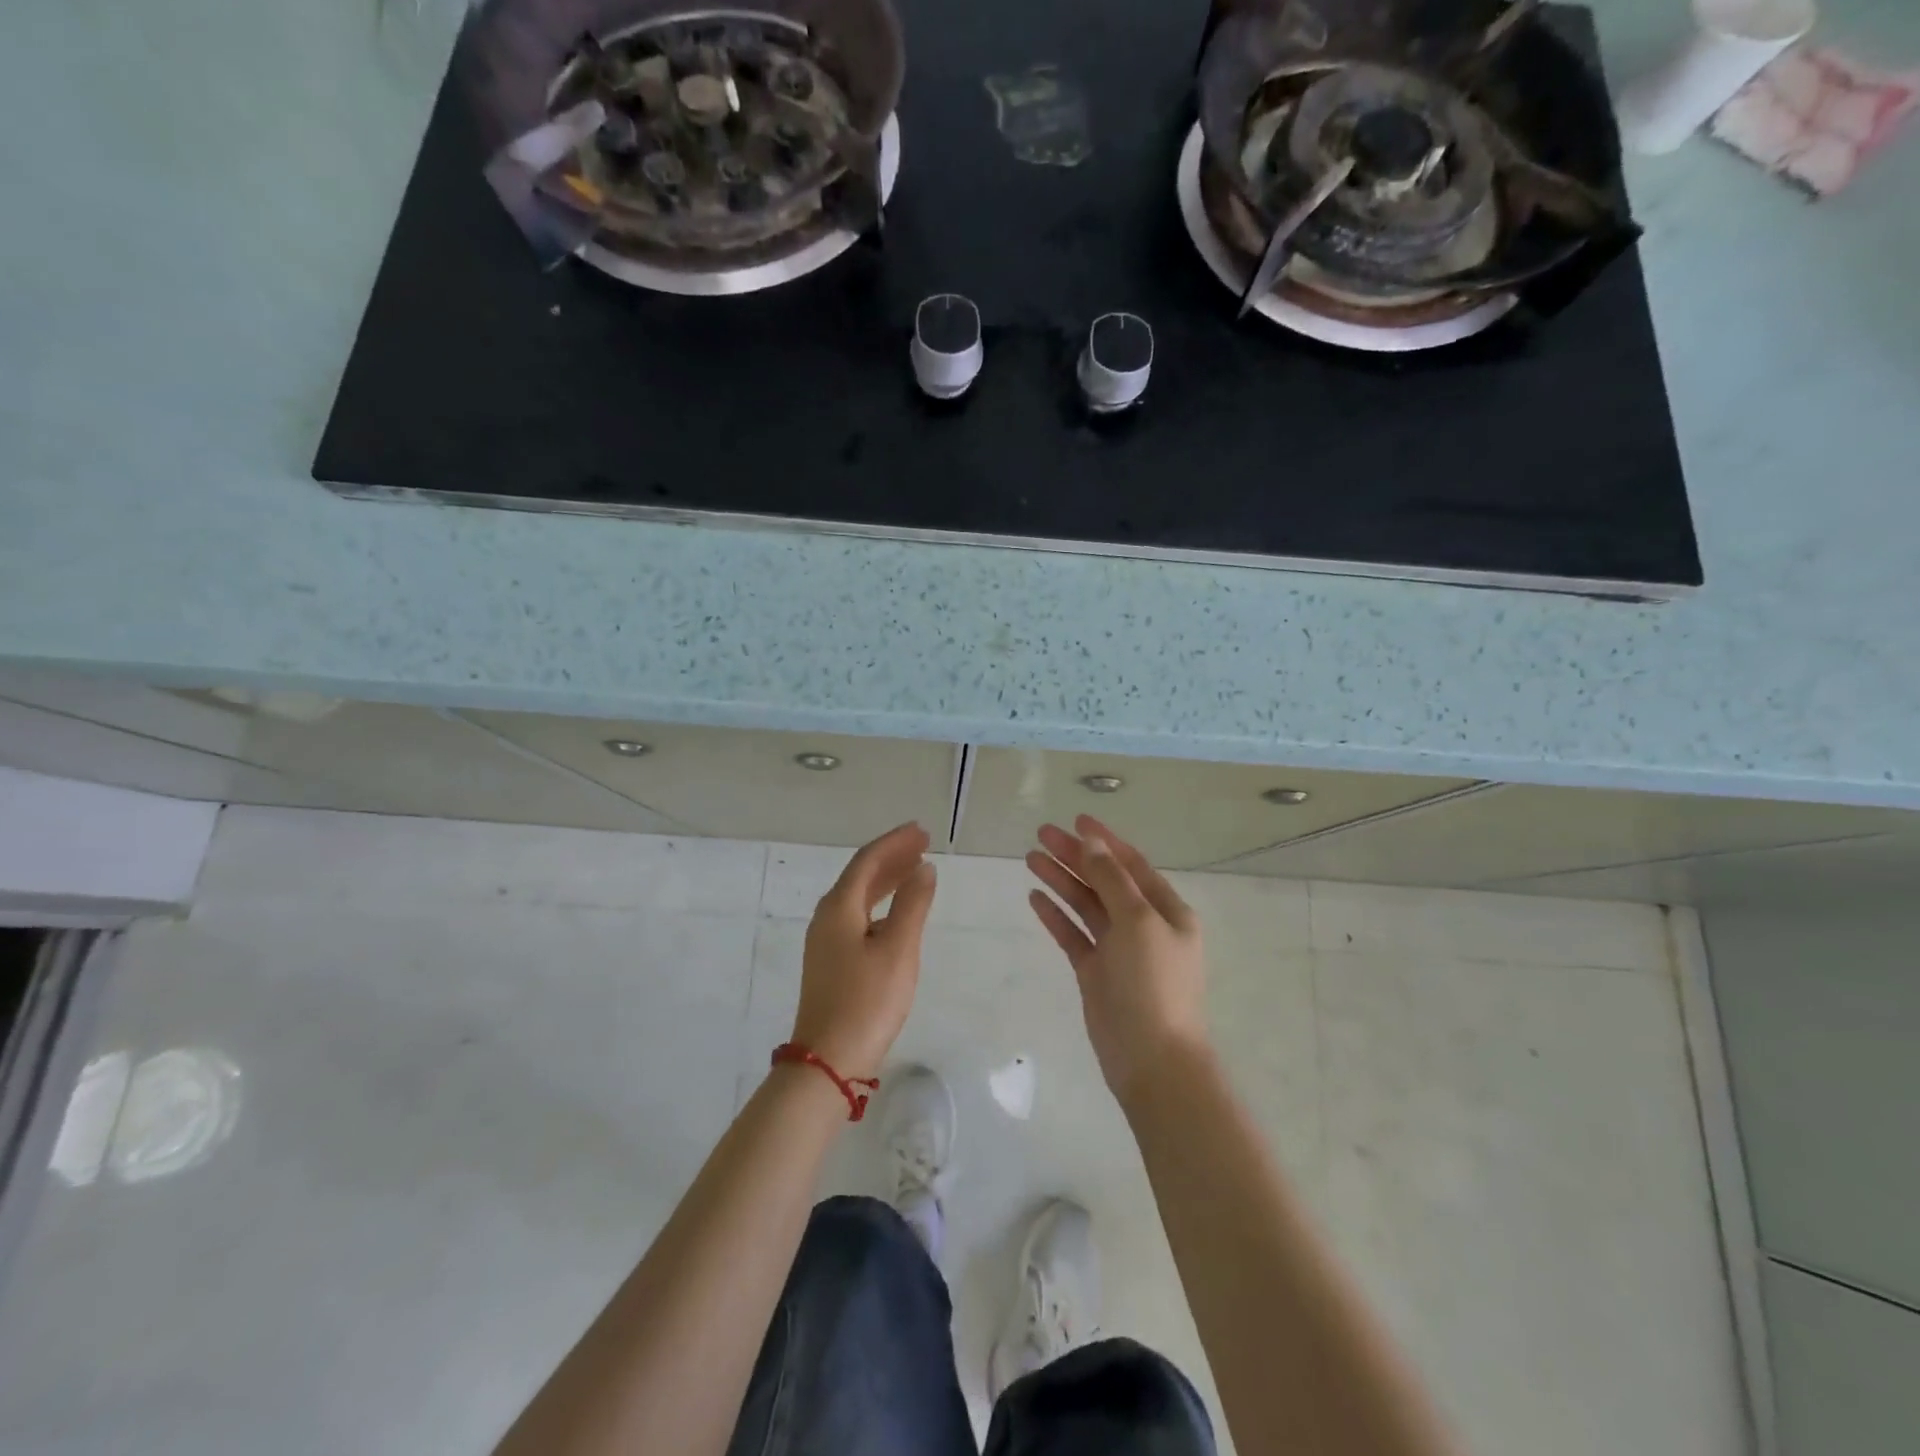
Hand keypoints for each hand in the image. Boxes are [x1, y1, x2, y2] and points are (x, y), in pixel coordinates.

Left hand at [791, 823, 938, 1079]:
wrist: (828, 1061)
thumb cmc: (867, 1002)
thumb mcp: (898, 950)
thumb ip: (913, 905)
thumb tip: (924, 869)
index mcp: (839, 907)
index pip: (868, 860)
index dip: (896, 842)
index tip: (922, 830)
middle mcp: (827, 917)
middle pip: (861, 875)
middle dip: (892, 857)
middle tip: (923, 844)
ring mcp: (826, 941)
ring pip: (859, 896)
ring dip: (887, 879)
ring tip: (915, 869)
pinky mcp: (831, 962)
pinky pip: (858, 916)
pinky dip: (881, 904)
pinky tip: (897, 912)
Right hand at [1027, 815, 1209, 1108]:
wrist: (1152, 1060)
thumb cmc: (1153, 983)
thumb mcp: (1137, 922)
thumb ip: (1112, 879)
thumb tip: (1093, 841)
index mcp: (1166, 910)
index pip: (1132, 864)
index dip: (1104, 840)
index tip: (1076, 818)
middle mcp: (1143, 925)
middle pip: (1104, 880)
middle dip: (1075, 856)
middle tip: (1040, 834)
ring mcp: (1118, 950)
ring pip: (1085, 905)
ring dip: (1061, 881)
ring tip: (1030, 858)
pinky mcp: (1096, 972)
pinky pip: (1073, 934)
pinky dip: (1056, 915)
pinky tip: (1035, 897)